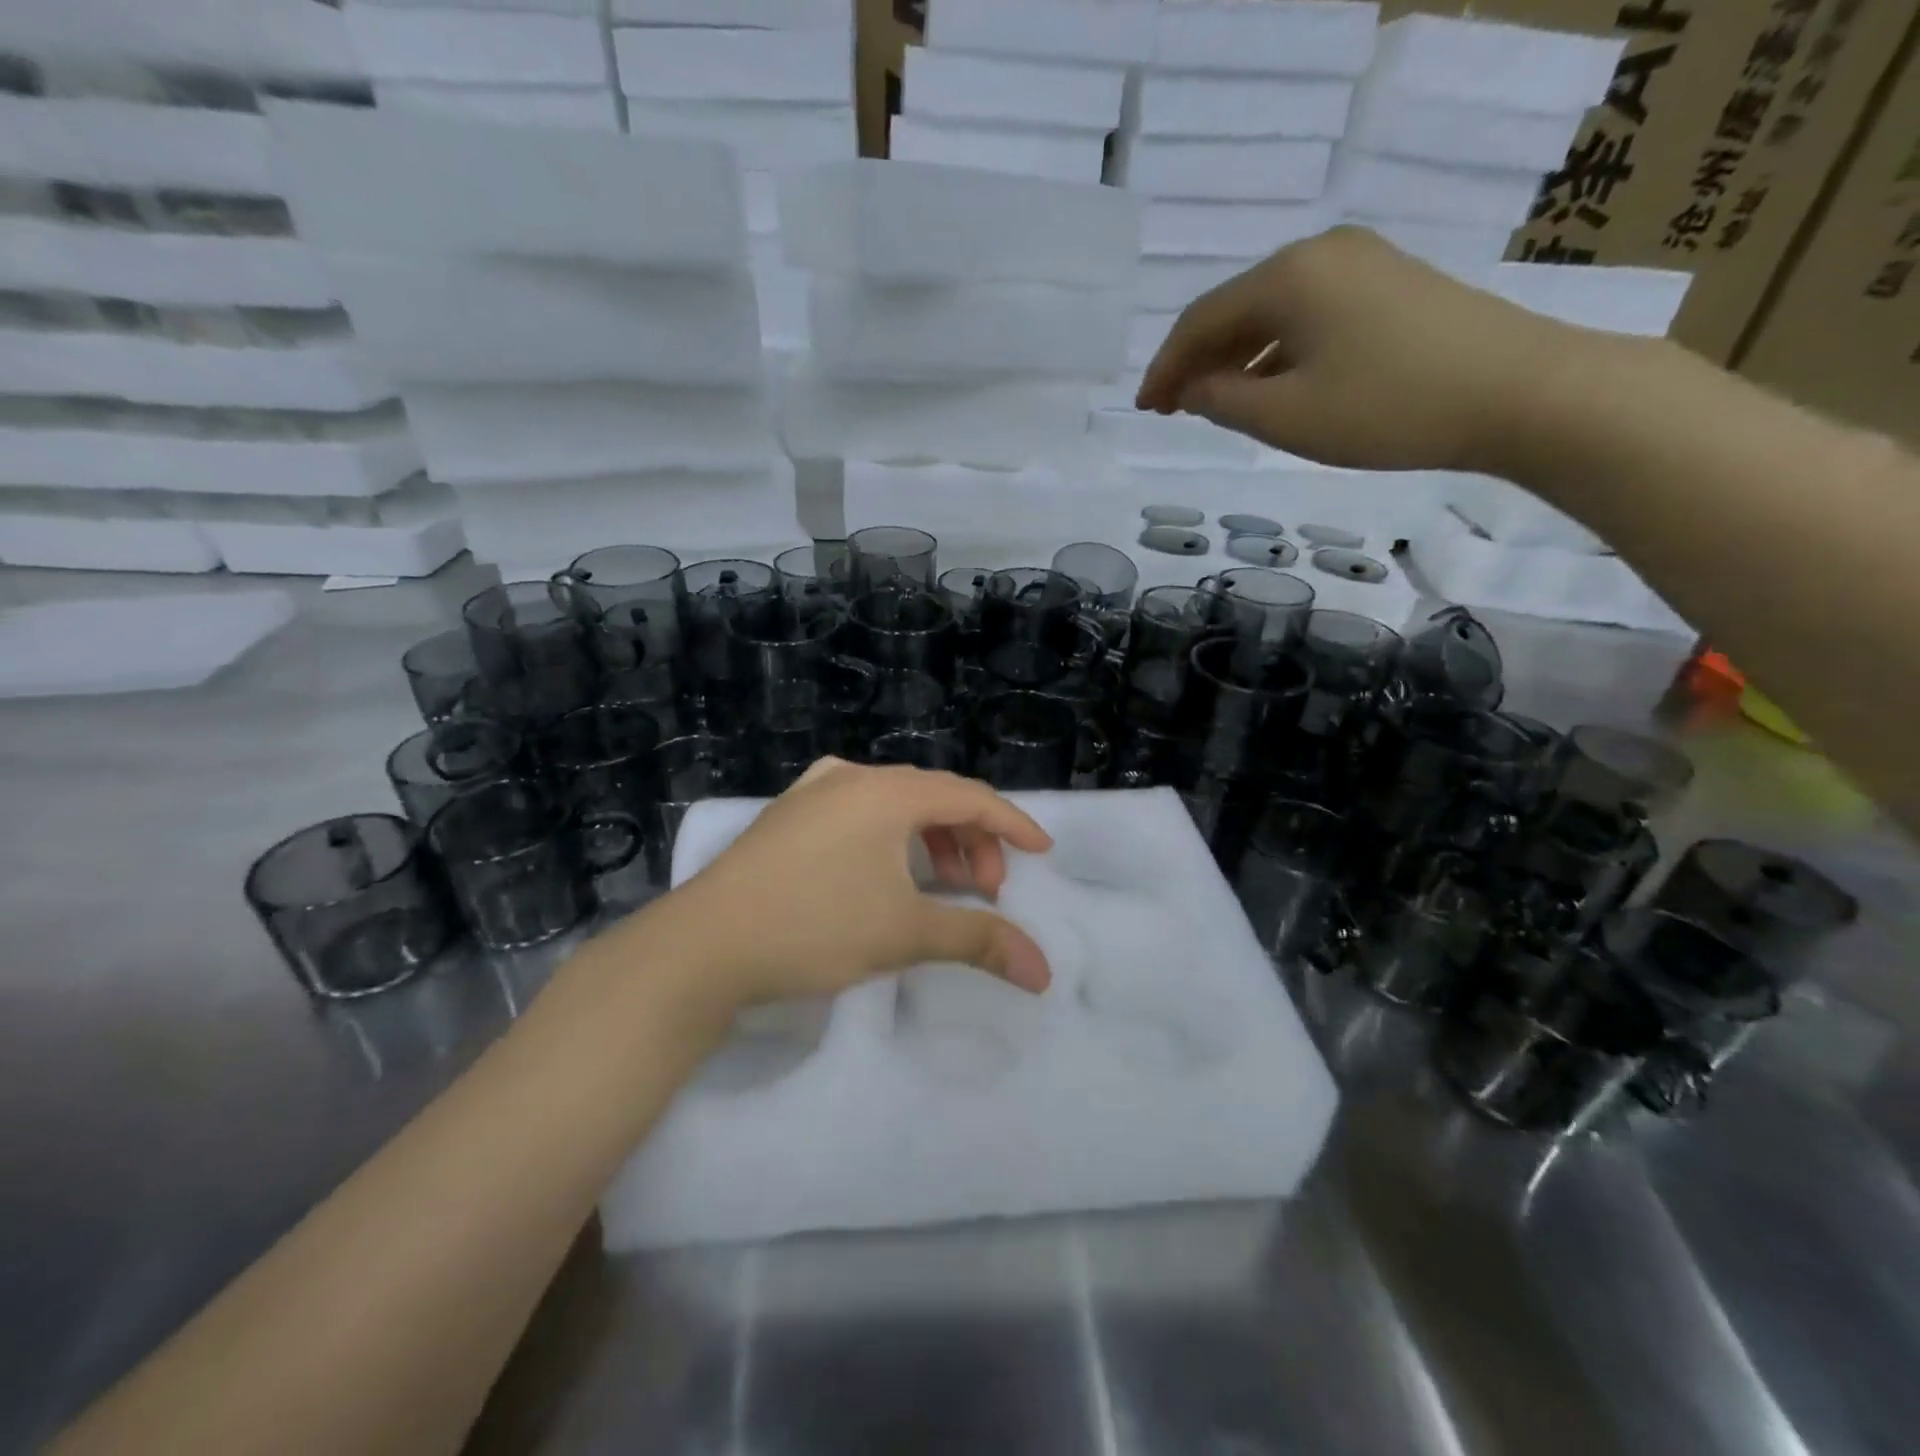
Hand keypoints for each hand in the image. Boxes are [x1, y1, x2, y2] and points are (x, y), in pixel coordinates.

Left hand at [632, 759, 1054, 1018]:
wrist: (701, 946)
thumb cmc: (813, 927)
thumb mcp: (905, 933)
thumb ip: (979, 940)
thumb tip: (1043, 971)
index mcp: (886, 791)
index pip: (970, 797)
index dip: (1011, 825)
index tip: (1041, 852)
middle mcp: (851, 777)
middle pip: (933, 797)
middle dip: (970, 840)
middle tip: (984, 890)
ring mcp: (812, 792)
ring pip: (894, 803)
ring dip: (931, 839)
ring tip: (942, 883)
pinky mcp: (787, 816)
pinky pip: (859, 812)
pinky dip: (891, 837)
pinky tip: (886, 870)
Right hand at [1135, 226, 1569, 472]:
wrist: (1517, 391)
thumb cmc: (1386, 408)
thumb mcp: (1286, 417)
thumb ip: (1223, 400)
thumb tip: (1192, 388)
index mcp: (1288, 276)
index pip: (1201, 320)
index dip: (1165, 367)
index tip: (1144, 408)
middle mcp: (1321, 253)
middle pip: (1235, 308)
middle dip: (1197, 360)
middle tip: (1171, 408)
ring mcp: (1362, 263)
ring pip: (1273, 312)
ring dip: (1235, 357)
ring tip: (1213, 403)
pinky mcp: (1391, 285)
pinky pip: (1310, 315)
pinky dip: (1277, 351)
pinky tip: (1271, 385)